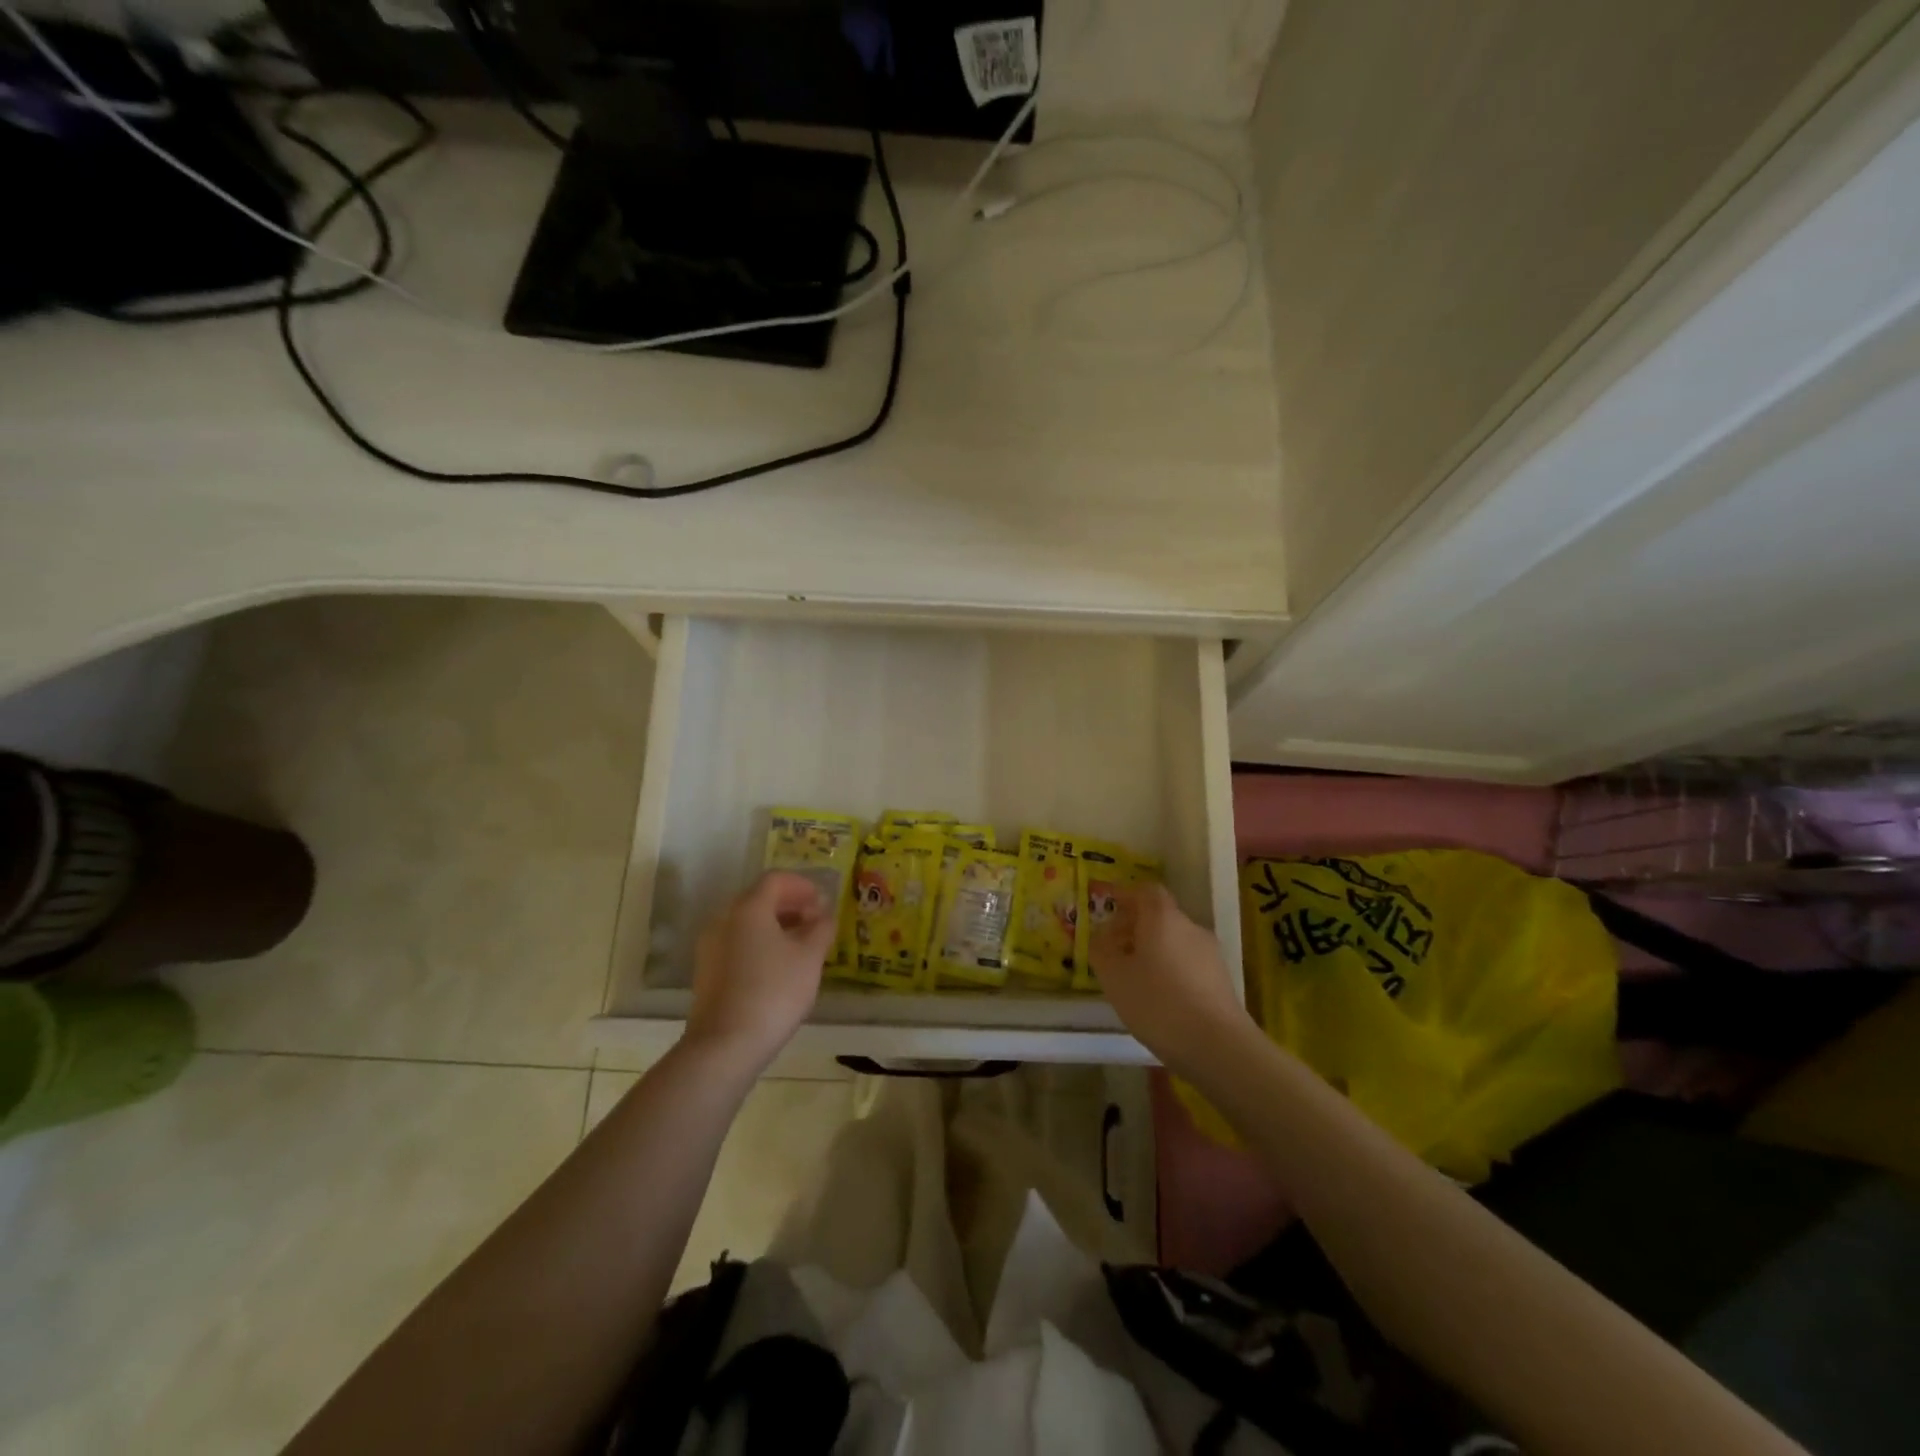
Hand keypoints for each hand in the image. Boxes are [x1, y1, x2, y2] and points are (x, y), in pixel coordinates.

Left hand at [685, 871, 834, 1072]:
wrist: (724, 1045)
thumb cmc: (773, 992)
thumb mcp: (810, 958)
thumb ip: (821, 929)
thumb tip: (823, 915)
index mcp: (748, 908)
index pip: (776, 879)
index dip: (803, 885)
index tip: (824, 902)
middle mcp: (724, 919)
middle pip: (759, 899)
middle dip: (791, 905)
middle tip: (817, 922)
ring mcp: (710, 946)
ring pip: (748, 923)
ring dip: (776, 926)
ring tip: (802, 947)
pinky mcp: (707, 972)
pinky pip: (738, 944)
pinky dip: (760, 944)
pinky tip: (779, 968)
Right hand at [1090, 883, 1250, 1070]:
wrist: (1218, 1046)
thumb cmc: (1158, 1002)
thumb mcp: (1114, 977)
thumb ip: (1101, 950)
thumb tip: (1101, 937)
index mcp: (1163, 917)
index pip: (1146, 891)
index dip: (1126, 896)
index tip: (1108, 911)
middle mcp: (1190, 927)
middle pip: (1160, 916)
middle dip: (1135, 928)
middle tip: (1113, 952)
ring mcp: (1210, 953)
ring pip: (1174, 941)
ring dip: (1152, 951)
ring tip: (1133, 980)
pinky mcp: (1221, 980)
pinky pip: (1187, 963)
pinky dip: (1170, 970)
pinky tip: (1159, 999)